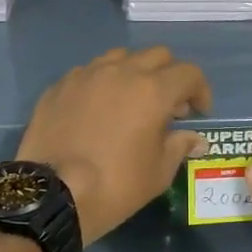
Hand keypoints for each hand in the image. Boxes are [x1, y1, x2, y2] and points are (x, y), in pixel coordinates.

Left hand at [18, 47, 211, 243]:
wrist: (51, 195)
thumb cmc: (114, 186)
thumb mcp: (157, 174)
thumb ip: (179, 147)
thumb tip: (194, 138)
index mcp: (152, 90)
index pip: (188, 73)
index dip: (200, 90)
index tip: (198, 112)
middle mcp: (121, 72)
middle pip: (157, 56)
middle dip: (170, 76)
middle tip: (169, 107)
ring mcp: (86, 75)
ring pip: (120, 57)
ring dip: (135, 73)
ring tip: (132, 102)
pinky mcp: (60, 85)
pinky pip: (89, 72)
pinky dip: (103, 83)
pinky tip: (98, 110)